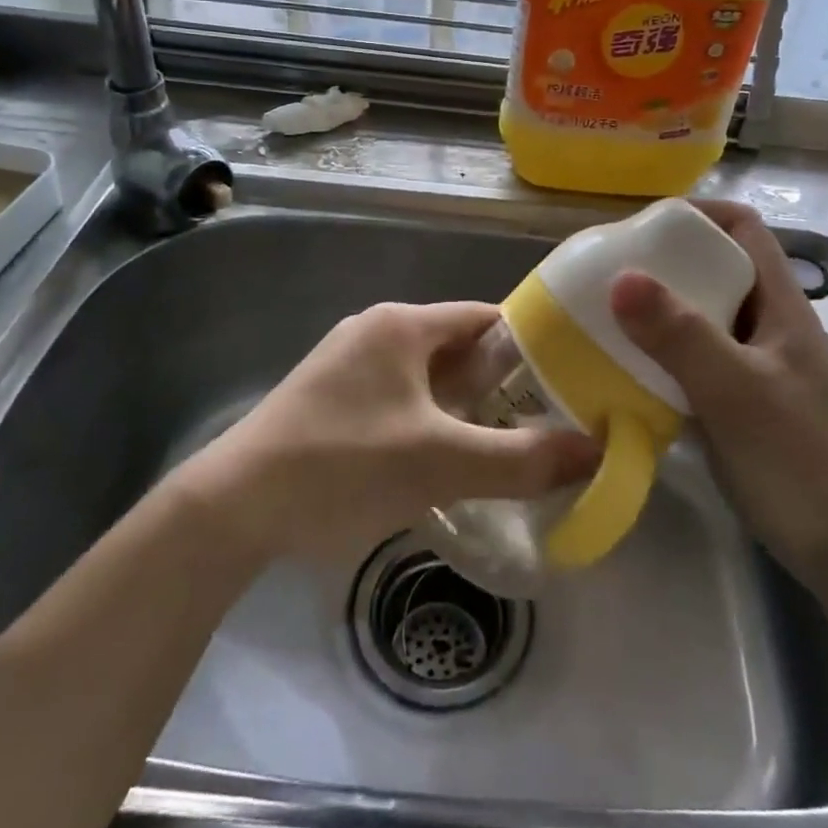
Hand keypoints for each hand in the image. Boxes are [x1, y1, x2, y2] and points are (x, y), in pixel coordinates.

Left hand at [180, 301, 599, 561]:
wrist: (232, 508)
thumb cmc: (343, 466)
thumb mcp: (440, 463)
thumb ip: (522, 458)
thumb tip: (595, 449)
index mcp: (402, 325)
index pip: (487, 319)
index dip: (532, 348)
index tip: (571, 384)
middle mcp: (376, 331)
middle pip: (459, 349)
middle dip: (502, 386)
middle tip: (546, 426)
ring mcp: (348, 363)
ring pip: (429, 377)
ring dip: (466, 408)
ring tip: (506, 448)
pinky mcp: (331, 398)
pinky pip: (400, 398)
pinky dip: (431, 421)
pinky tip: (445, 461)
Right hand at [610, 201, 827, 580]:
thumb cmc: (801, 460)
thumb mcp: (736, 391)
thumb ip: (681, 335)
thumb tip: (620, 277)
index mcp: (780, 306)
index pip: (743, 229)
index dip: (698, 214)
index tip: (642, 226)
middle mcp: (768, 327)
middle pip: (716, 271)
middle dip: (664, 263)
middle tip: (608, 274)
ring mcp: (755, 369)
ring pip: (702, 319)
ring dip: (658, 313)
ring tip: (605, 316)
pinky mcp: (740, 407)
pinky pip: (694, 363)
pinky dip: (661, 357)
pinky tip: (627, 372)